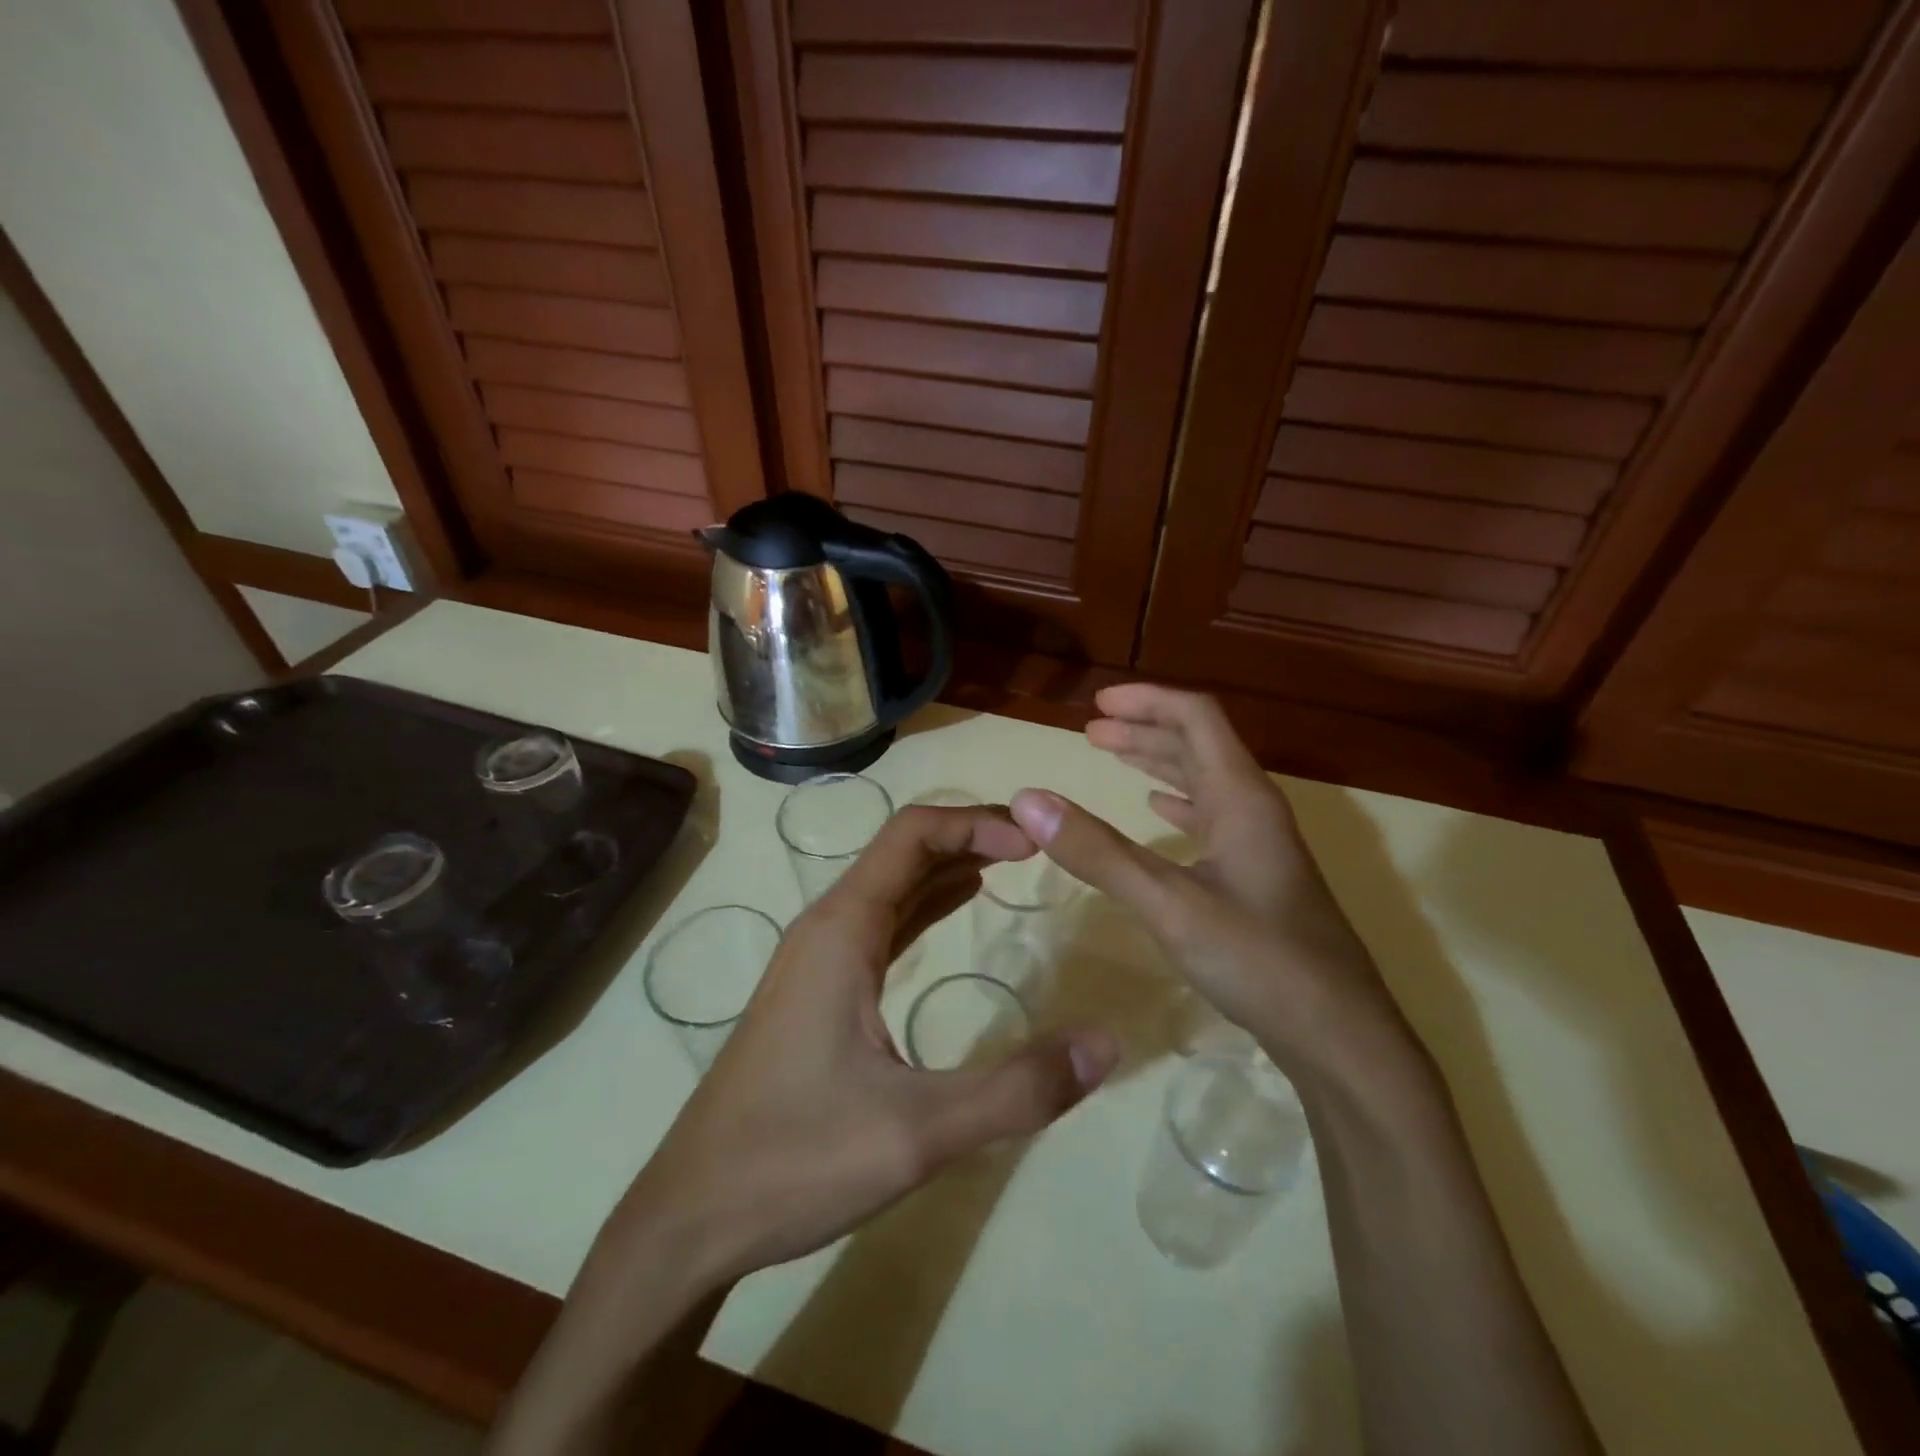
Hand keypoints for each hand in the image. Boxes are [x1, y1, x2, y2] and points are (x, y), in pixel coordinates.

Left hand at [623, 804, 1119, 1286]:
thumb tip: (1107, 1043)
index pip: (912, 833)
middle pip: (903, 849)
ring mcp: (818, 957)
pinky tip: (958, 908)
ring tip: (1012, 863)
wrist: (692, 1215)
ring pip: (892, 884)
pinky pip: (882, 922)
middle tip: (1038, 846)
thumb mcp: (919, 1131)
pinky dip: (927, 902)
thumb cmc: (797, 1159)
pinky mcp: (818, 988)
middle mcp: (828, 926)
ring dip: (949, 864)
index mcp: (843, 928)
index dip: (976, 823)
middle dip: (970, 835)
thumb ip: (1017, 1088)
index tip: (1036, 842)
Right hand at [1010, 684, 1407, 1079]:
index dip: (1148, 700)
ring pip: (1204, 780)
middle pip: (1198, 743)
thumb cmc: (1258, 960)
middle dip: (1143, 729)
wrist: (1340, 1036)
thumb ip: (1098, 852)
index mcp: (1242, 797)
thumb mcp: (1168, 904)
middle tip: (1090, 730)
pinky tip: (1157, 811)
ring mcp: (1259, 843)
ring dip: (1157, 761)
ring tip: (1111, 755)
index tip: (1097, 704)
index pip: (1197, 717)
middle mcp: (1254, 808)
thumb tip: (1028, 800)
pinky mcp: (1257, 875)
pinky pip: (1210, 817)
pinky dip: (1176, 803)